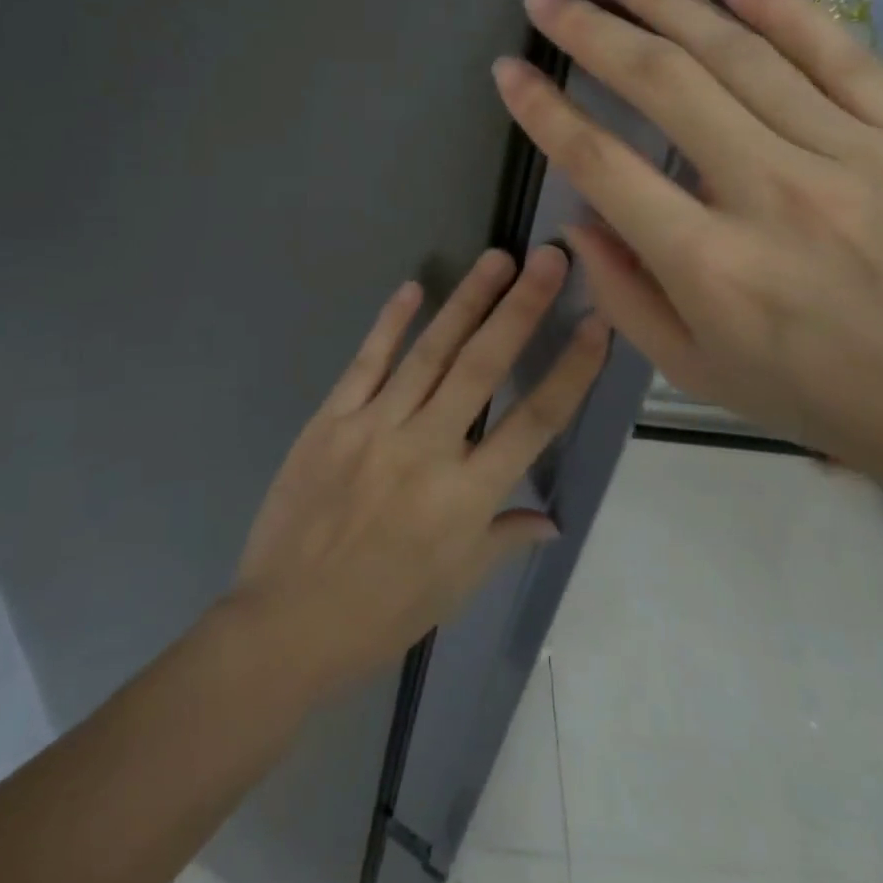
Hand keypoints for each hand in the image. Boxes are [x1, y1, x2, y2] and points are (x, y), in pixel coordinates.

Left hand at [232, 247, 607, 693]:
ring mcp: (374, 427)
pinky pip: (366, 362)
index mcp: (467, 497)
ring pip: (429, 352)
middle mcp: (427, 449)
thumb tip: (552, 518)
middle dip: (521, 308)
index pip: (534, 421)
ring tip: (497, 259)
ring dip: (466, 301)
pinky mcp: (331, 420)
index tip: (596, 324)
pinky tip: (412, 288)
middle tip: (548, 259)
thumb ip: (504, 539)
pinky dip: (390, 323)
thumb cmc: (381, 614)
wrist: (286, 623)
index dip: (570, 370)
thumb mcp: (454, 586)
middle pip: (483, 367)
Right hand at [492, 0, 882, 477]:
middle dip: (590, 30)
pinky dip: (778, 2)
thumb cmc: (820, 395)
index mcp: (709, 265)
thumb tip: (576, 220)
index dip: (544, 111)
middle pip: (663, 85)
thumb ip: (622, 295)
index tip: (509, 70)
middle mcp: (770, 195)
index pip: (602, 163)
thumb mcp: (696, 371)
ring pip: (738, 52)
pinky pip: (835, 49)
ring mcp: (847, 154)